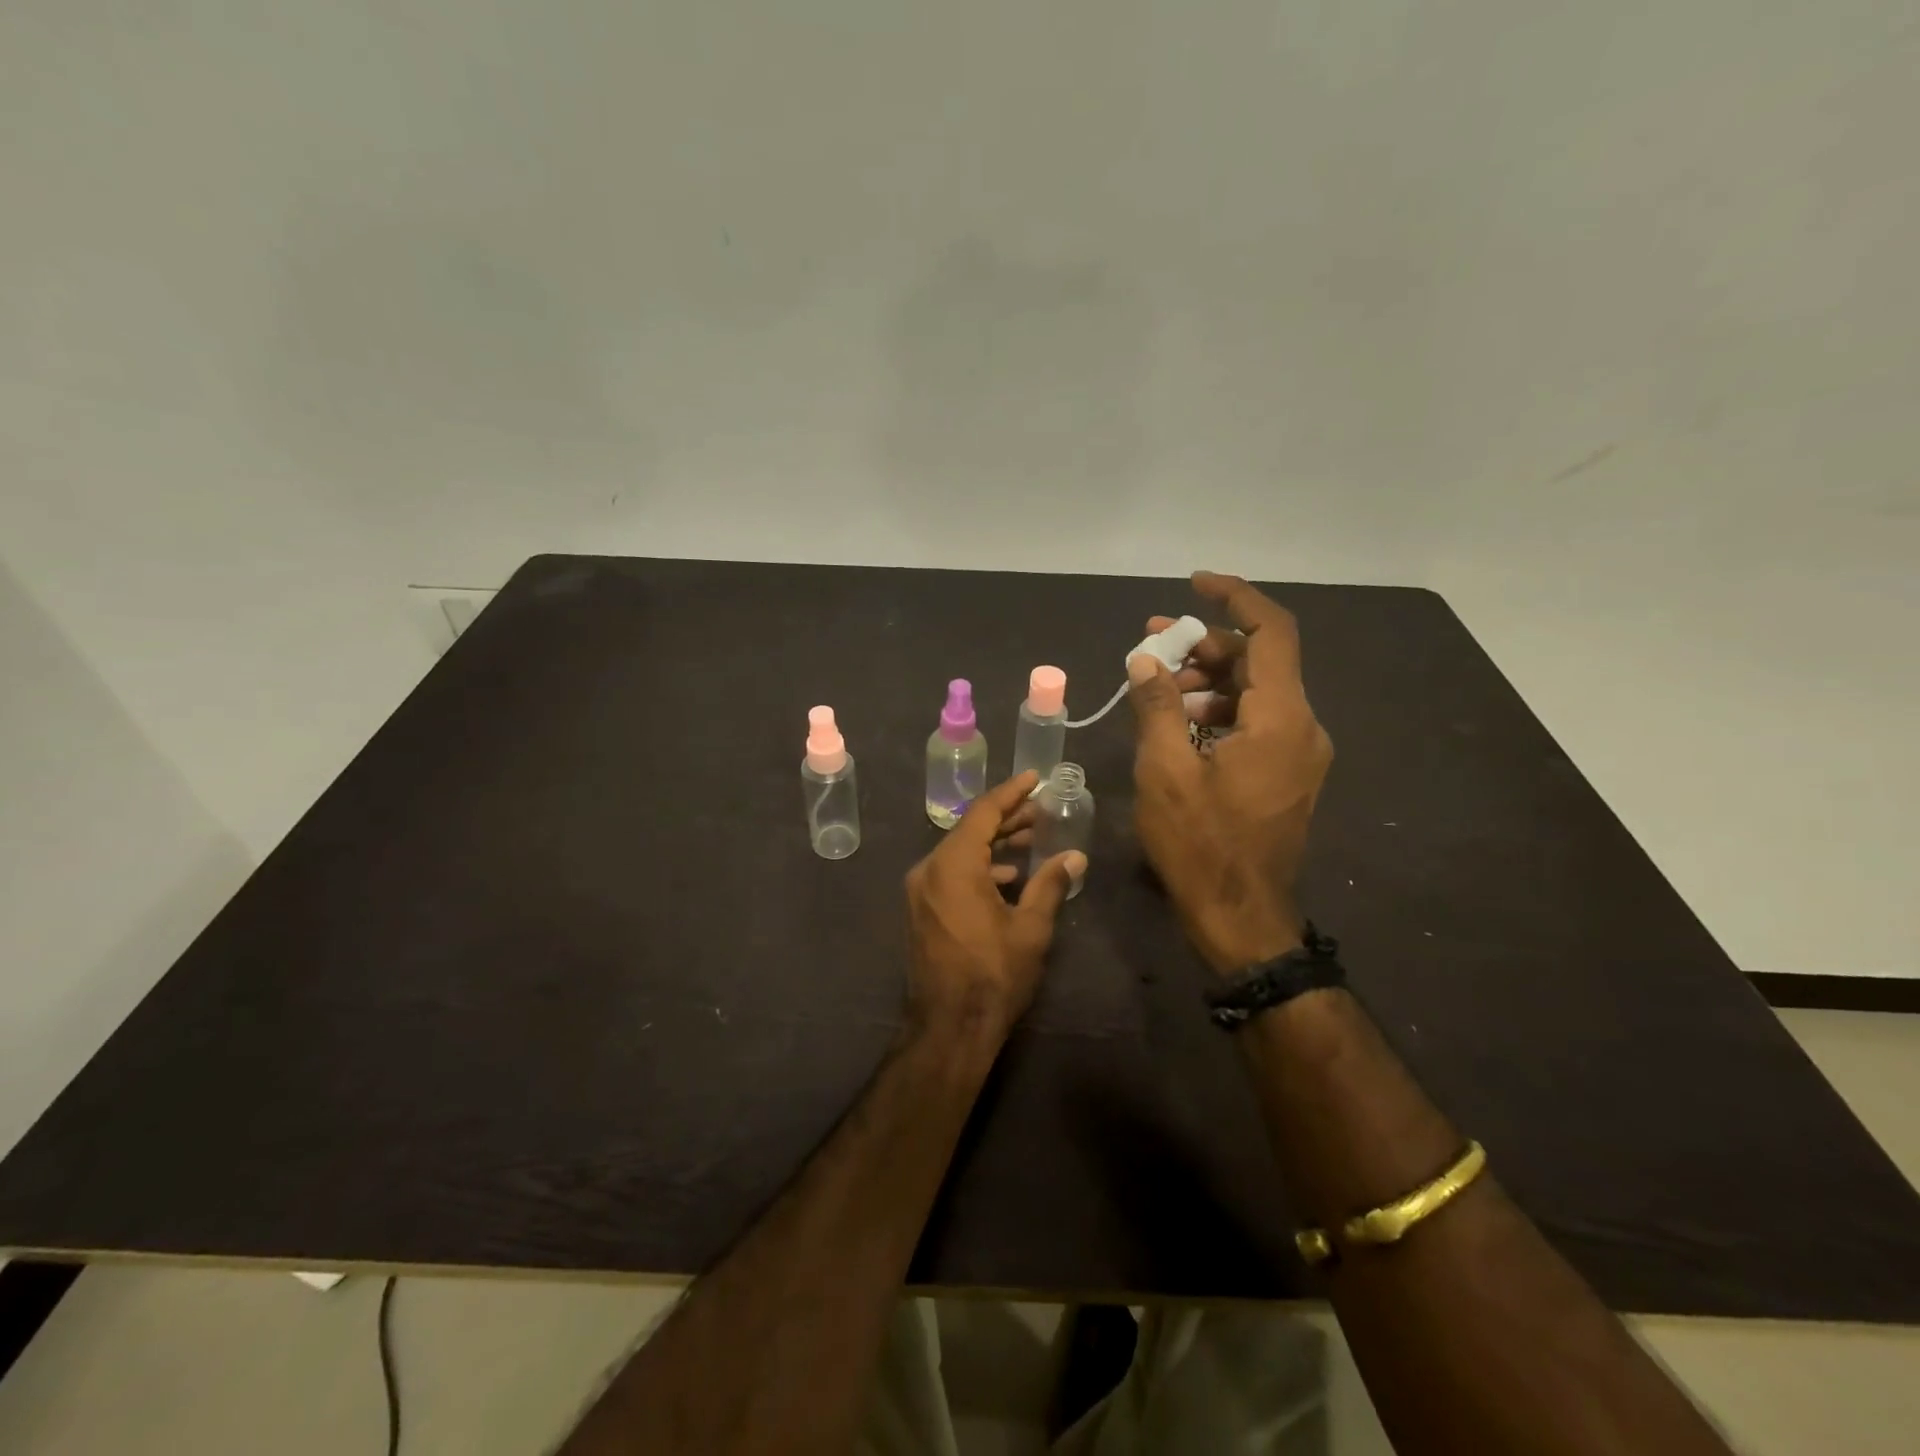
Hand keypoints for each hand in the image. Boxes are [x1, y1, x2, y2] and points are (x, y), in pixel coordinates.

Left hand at [905, 772, 1084, 1046]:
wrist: (948, 1027)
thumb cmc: (993, 975)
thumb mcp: (1030, 929)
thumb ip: (1050, 885)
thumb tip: (1075, 858)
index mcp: (953, 865)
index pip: (983, 813)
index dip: (1011, 793)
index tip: (1034, 779)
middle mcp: (929, 869)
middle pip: (969, 830)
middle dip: (1006, 818)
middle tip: (1040, 811)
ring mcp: (920, 891)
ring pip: (959, 852)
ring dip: (993, 844)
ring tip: (1031, 840)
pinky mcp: (921, 910)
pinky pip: (950, 873)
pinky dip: (978, 867)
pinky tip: (1006, 877)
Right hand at [1128, 571, 1332, 974]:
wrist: (1241, 918)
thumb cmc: (1200, 845)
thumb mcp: (1166, 771)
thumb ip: (1157, 706)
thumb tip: (1146, 660)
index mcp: (1282, 719)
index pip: (1271, 633)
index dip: (1234, 599)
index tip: (1193, 584)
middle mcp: (1303, 727)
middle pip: (1259, 662)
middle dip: (1205, 645)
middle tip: (1152, 646)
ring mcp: (1299, 753)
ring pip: (1256, 693)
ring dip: (1207, 681)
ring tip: (1156, 689)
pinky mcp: (1287, 774)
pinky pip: (1256, 723)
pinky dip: (1218, 711)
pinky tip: (1177, 724)